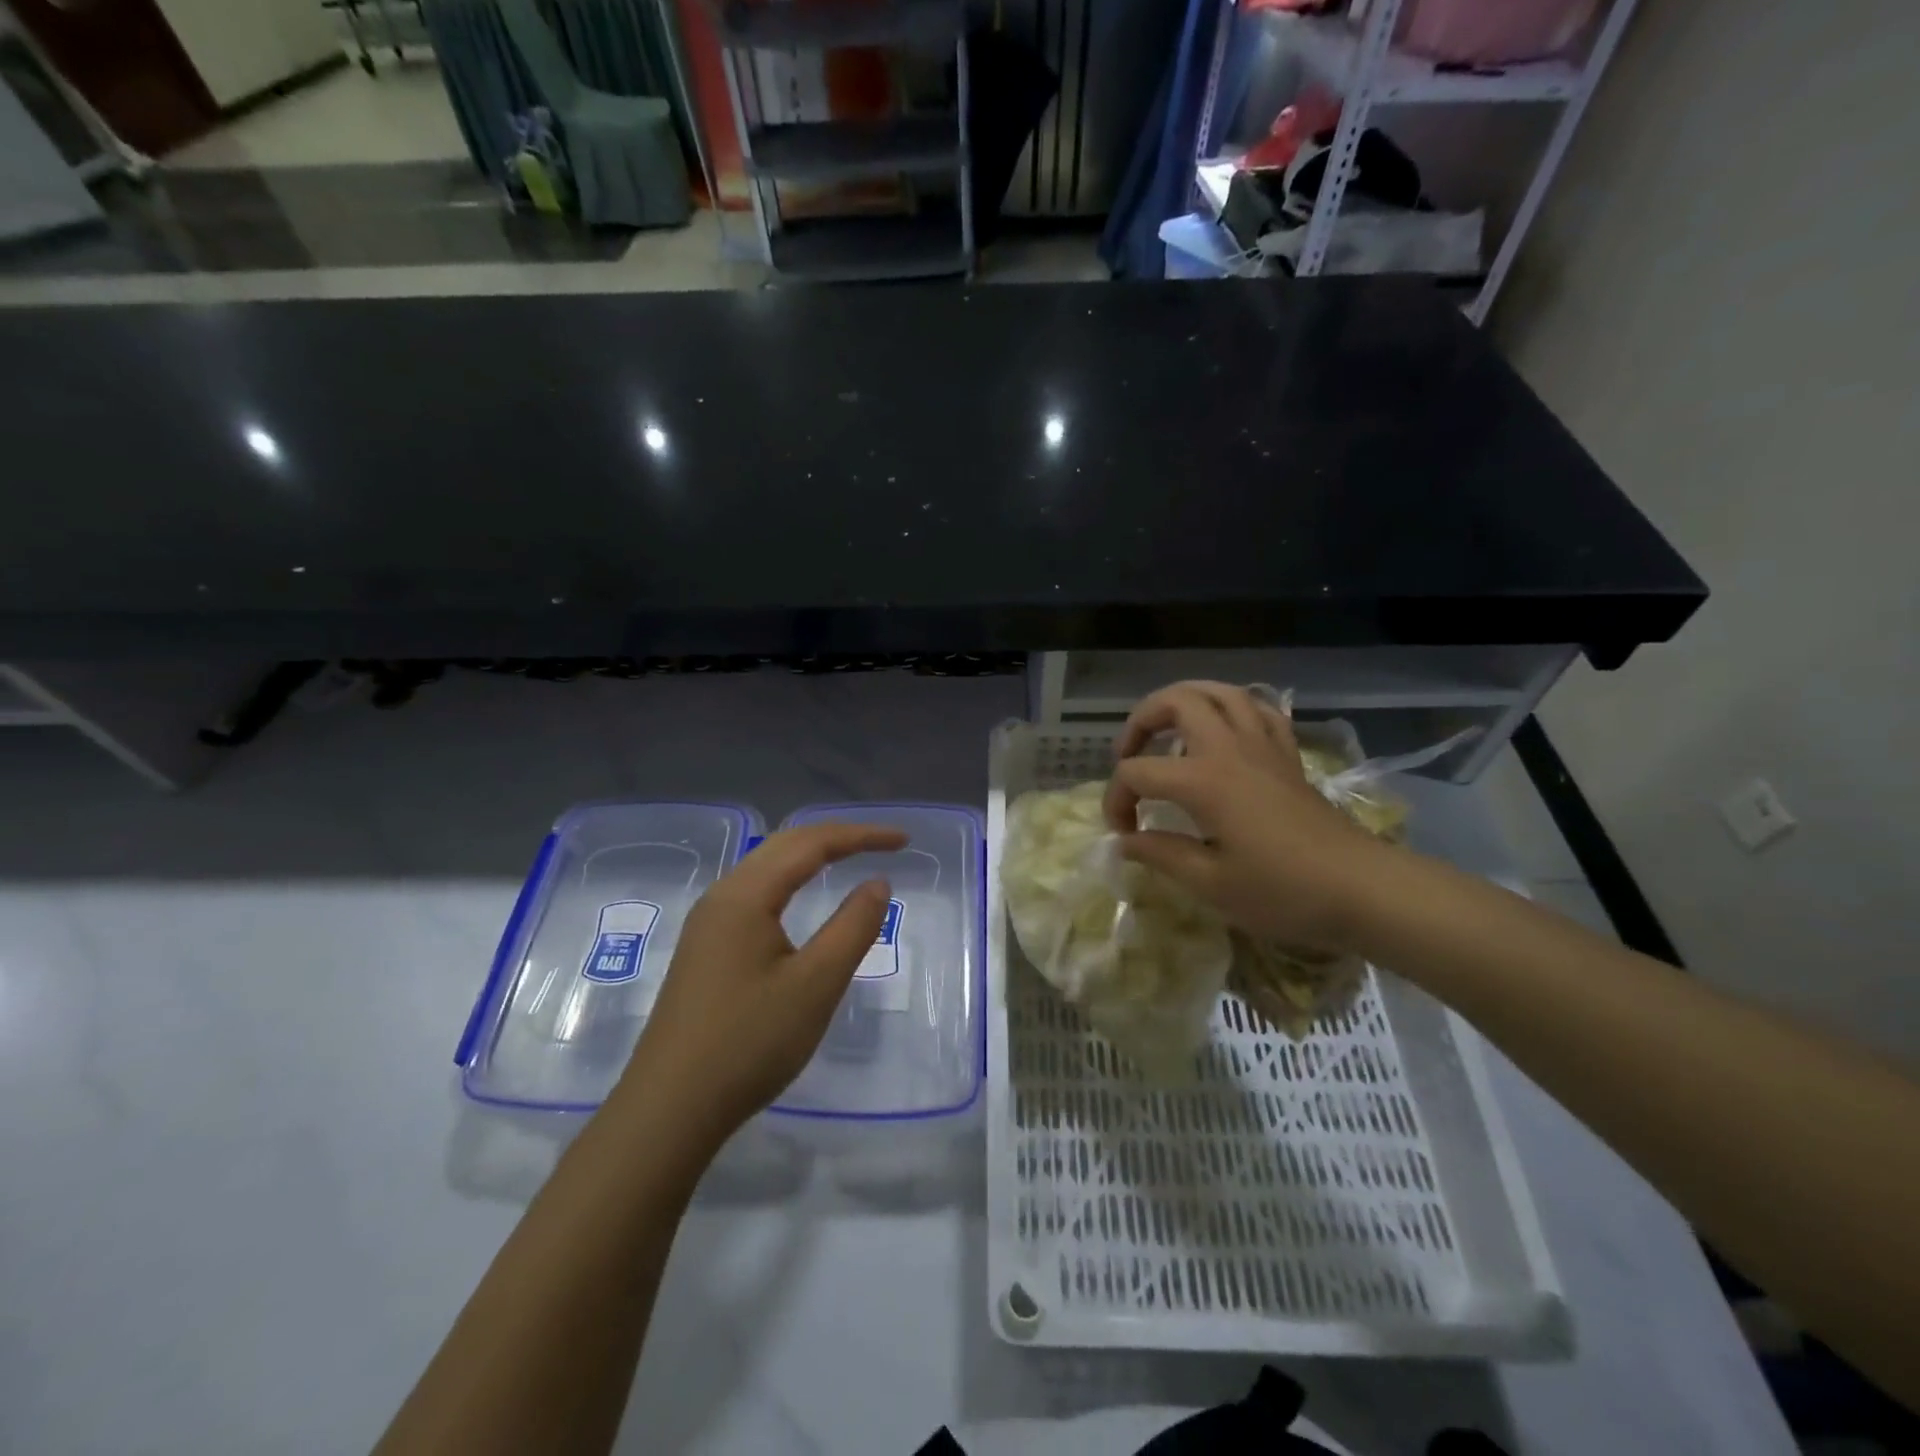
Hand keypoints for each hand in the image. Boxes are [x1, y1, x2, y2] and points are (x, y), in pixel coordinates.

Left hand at [618, 822, 907, 1156]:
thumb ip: (852, 927)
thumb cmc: (749, 1043)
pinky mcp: (705, 949)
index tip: (904, 840)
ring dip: (810, 856)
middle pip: (784, 845)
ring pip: (766, 868)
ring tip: (850, 859)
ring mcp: (708, 923)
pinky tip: (800, 900)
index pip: (811, 844)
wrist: (669, 1109)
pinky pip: (755, 893)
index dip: (861, 836)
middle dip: (837, 837)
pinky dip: (790, 881)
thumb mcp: (815, 985)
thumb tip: (877, 882)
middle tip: (884, 844)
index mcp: (746, 895)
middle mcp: (722, 897)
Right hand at [1102, 681, 1390, 951]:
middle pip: (1176, 702)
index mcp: (1203, 780)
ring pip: (1220, 692)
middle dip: (1141, 722)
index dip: (1117, 800)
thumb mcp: (1212, 884)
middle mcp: (1230, 749)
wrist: (1363, 889)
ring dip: (1184, 701)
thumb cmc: (1283, 891)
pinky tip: (1222, 732)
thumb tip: (1125, 841)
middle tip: (1129, 755)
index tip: (1123, 834)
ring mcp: (1263, 746)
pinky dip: (1231, 710)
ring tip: (1167, 730)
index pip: (1137, 773)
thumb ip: (1161, 854)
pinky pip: (1258, 711)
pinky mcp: (1287, 756)